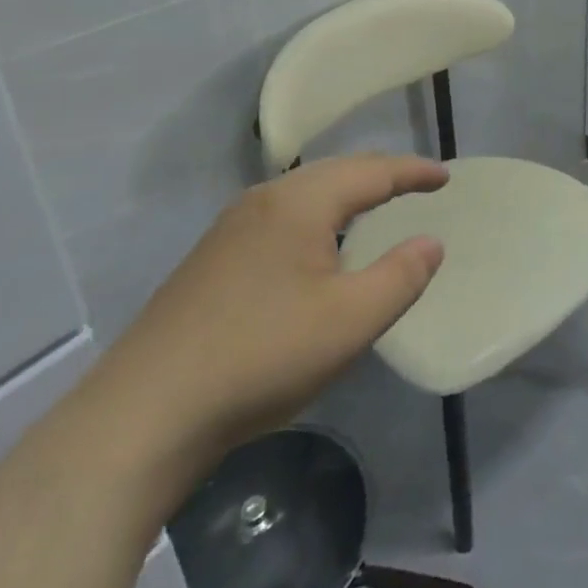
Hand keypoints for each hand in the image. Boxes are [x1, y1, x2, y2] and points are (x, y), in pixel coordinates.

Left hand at [83, 154, 447, 467]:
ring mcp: (230, 228)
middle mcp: (264, 200)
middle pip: (336, 171)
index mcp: (301, 202)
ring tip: (373, 206)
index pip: (371, 171)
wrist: (141, 416)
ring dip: (346, 193)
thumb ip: (400, 276)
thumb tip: (431, 242)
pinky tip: (316, 246)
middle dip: (380, 174)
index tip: (445, 176)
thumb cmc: (260, 357)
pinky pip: (281, 216)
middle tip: (415, 184)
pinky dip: (317, 215)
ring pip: (304, 193)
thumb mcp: (349, 321)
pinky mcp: (211, 259)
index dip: (412, 172)